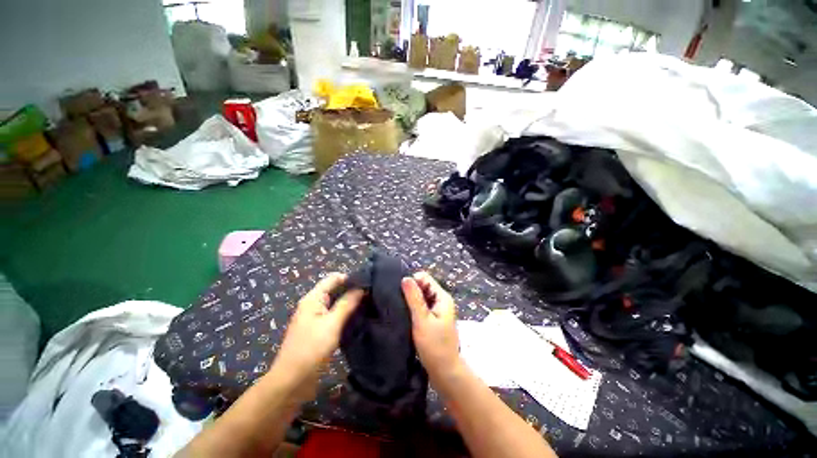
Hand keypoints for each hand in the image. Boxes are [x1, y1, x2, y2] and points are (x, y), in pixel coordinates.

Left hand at [269, 273, 363, 397]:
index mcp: (312, 299)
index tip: (368, 282)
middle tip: (372, 293)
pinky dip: (345, 314)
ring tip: (369, 303)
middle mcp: (313, 305)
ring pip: (335, 304)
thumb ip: (346, 304)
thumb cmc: (311, 349)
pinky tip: (358, 316)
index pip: (332, 279)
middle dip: (351, 290)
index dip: (349, 278)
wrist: (292, 381)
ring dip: (349, 303)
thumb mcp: (331, 324)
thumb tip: (361, 288)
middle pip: (334, 290)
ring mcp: (315, 318)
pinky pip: (334, 316)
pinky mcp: (319, 330)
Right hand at [401, 271, 460, 378]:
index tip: (399, 292)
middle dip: (410, 290)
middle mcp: (441, 300)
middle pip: (423, 286)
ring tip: (398, 307)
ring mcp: (437, 309)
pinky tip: (404, 314)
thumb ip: (414, 298)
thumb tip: (405, 278)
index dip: (412, 282)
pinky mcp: (432, 318)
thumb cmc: (434, 346)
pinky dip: (413, 308)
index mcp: (442, 297)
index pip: (425, 278)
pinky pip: (421, 306)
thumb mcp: (422, 320)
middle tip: (397, 301)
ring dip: (410, 300)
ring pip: (421, 296)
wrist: (445, 371)